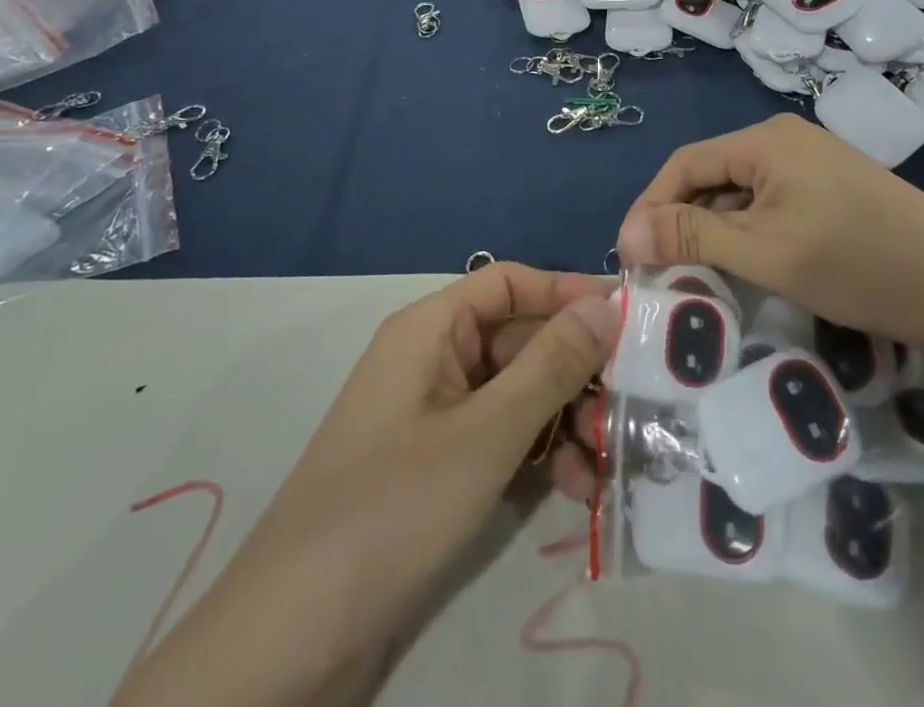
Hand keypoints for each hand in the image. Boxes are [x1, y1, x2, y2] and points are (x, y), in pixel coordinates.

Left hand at [112, 265, 618, 706]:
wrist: (293, 640)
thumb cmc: (392, 508)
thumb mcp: (485, 434)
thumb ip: (550, 366)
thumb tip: (607, 305)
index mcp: (431, 330)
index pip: (510, 283)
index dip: (566, 293)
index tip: (629, 319)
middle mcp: (434, 360)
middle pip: (519, 340)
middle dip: (575, 373)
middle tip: (629, 407)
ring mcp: (437, 417)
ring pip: (518, 394)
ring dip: (564, 422)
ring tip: (602, 466)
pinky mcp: (440, 468)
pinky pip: (503, 438)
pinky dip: (539, 456)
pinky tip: (574, 492)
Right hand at [615, 114, 923, 367]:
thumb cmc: (857, 263)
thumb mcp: (764, 252)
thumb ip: (692, 236)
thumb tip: (627, 235)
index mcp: (765, 140)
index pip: (685, 164)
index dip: (651, 207)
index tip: (630, 256)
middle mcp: (785, 140)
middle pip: (712, 176)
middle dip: (681, 220)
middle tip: (660, 273)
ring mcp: (814, 165)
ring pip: (742, 194)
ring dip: (714, 230)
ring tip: (697, 276)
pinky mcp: (833, 191)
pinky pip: (771, 205)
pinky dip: (749, 234)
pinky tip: (748, 268)